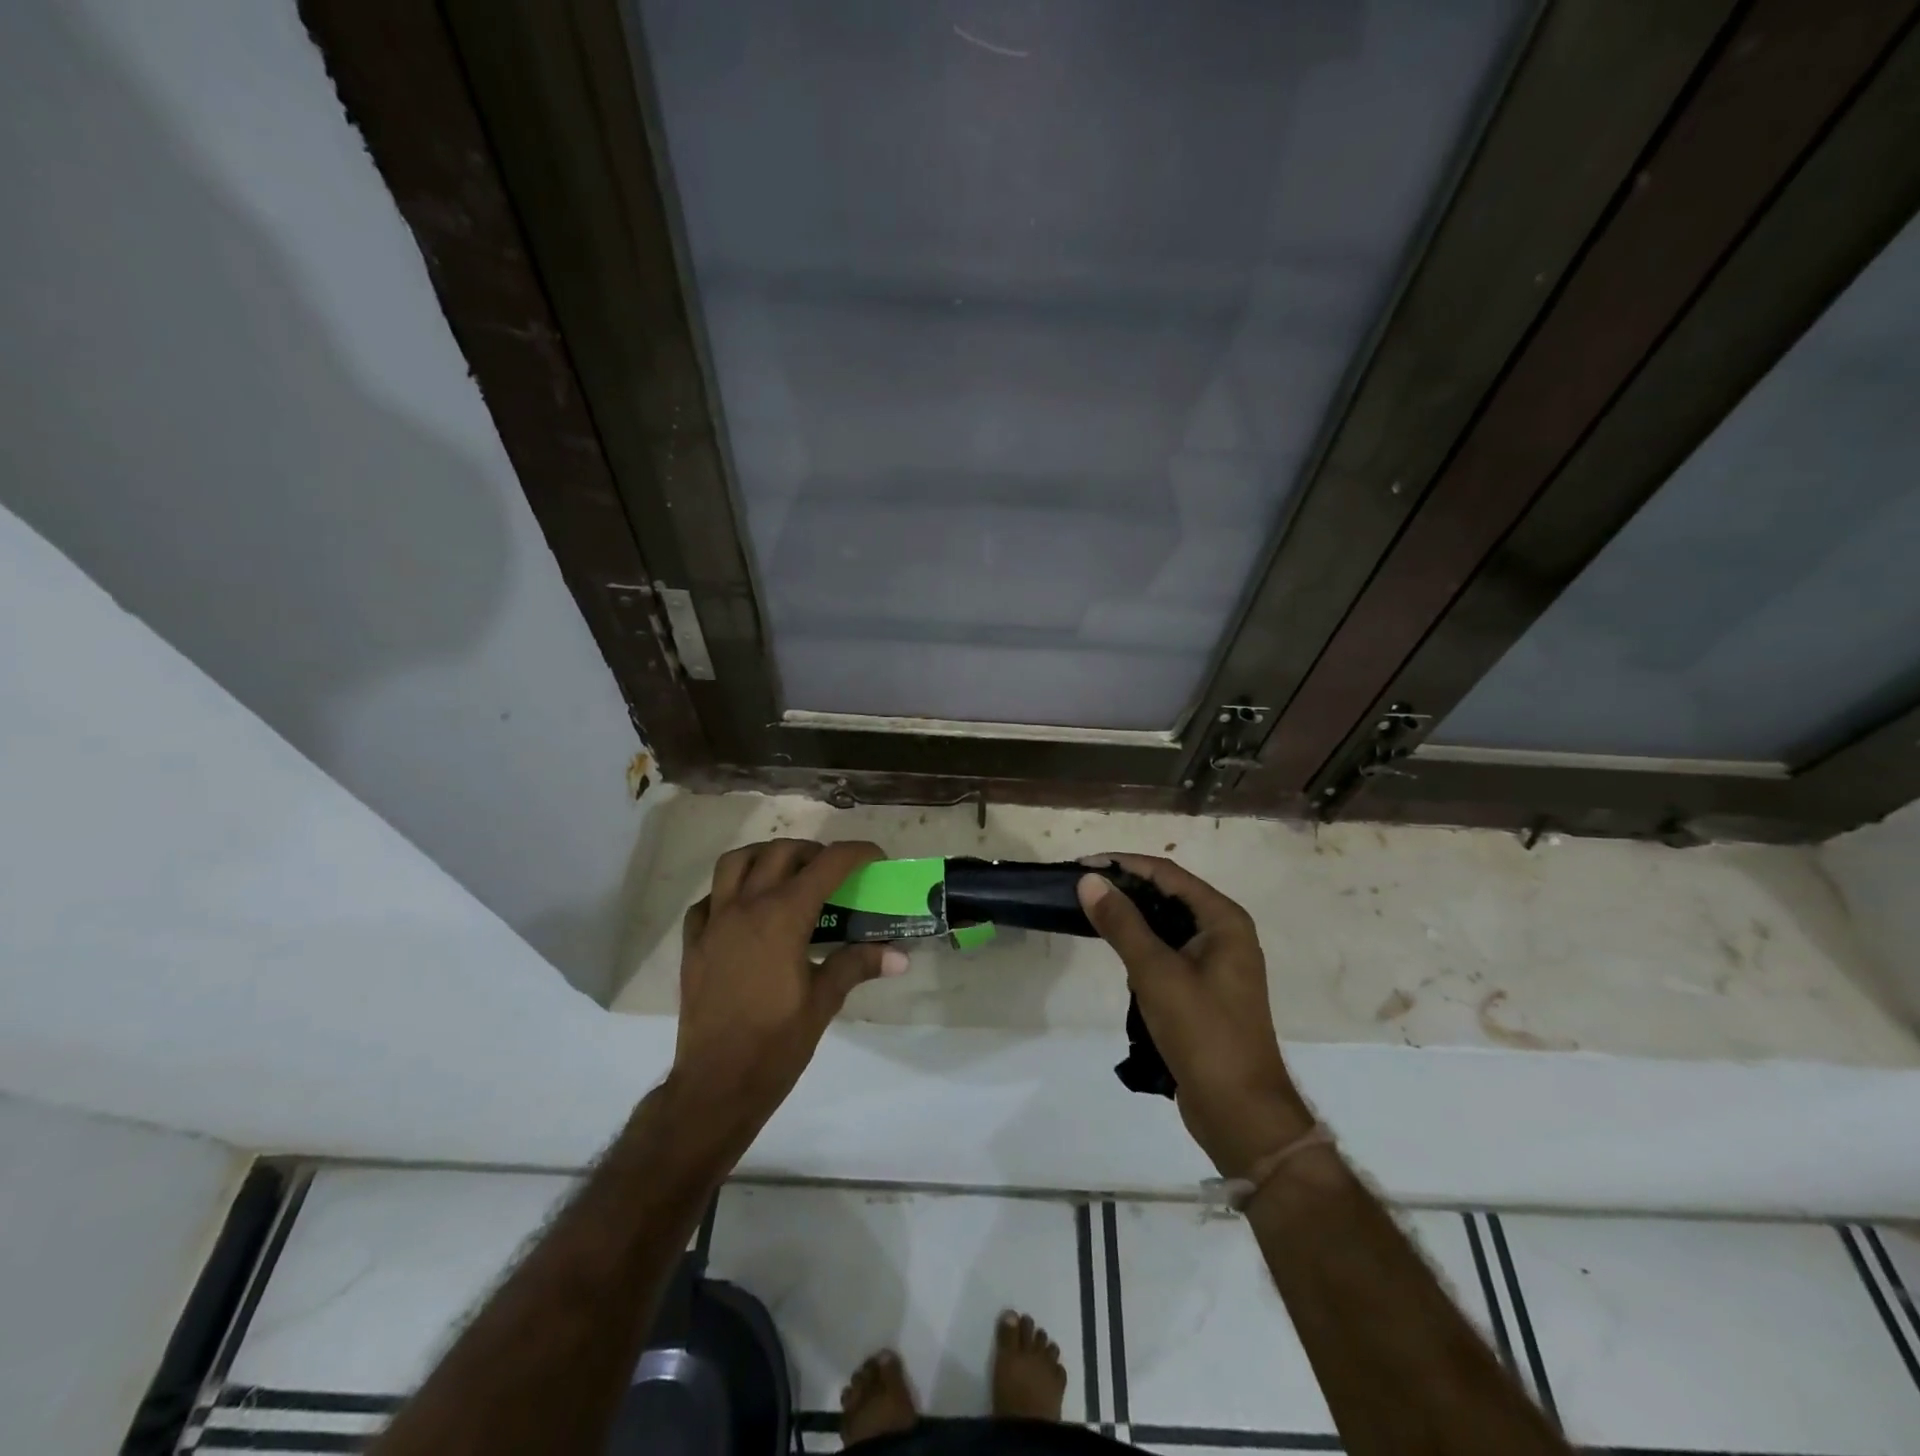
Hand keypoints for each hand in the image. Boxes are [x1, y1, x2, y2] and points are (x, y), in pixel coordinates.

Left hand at [671, 839, 905, 1142]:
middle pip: (781, 852)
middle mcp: (746, 906)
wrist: (716, 1084)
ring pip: (736, 863)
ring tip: (786, 875)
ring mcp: (714, 922)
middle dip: (812, 852)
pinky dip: (729, 892)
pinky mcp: (693, 943)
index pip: (827, 864)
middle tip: (833, 873)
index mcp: (783, 916)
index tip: (875, 857)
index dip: (856, 853)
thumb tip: (900, 956)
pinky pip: (708, 899)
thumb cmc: (776, 1044)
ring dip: (765, 857)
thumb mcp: (824, 1002)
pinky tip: (744, 910)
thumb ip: (858, 965)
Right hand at [1077, 855, 1312, 1175]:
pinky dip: (1142, 947)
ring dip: (1132, 918)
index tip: (1082, 864)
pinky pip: (1169, 953)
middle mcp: (1225, 933)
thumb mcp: (1156, 973)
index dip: (1123, 864)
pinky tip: (1117, 953)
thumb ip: (1122, 923)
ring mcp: (1217, 964)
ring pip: (1167, 925)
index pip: (1167, 874)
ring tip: (1091, 914)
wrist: (1241, 1112)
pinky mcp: (1206, 990)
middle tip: (1081, 888)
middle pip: (1168, 895)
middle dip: (1126, 888)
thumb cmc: (1203, 1033)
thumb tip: (1090, 880)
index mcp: (1223, 920)